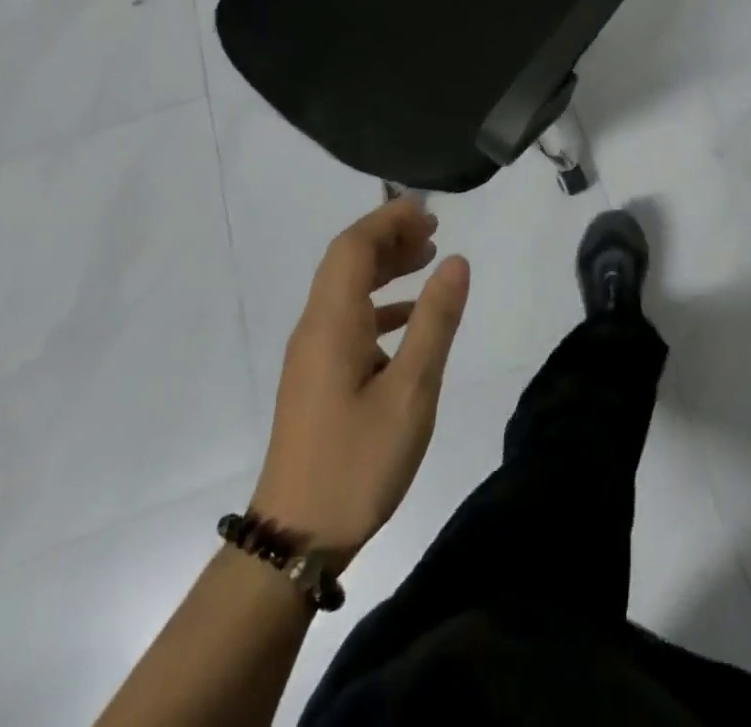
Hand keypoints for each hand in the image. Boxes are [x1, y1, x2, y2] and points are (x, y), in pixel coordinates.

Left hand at [250, 197, 471, 569]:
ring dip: (384, 266)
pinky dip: (379, 303)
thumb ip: (435, 321)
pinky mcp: (316, 378)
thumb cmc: (357, 462)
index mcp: (332, 322)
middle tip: (434, 230)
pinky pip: (347, 318)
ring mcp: (312, 354)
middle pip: (346, 261)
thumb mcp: (411, 391)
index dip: (388, 219)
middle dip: (389, 236)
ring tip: (427, 259)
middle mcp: (315, 328)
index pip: (353, 246)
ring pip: (346, 289)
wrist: (294, 540)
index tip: (428, 209)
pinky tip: (408, 318)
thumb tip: (456, 261)